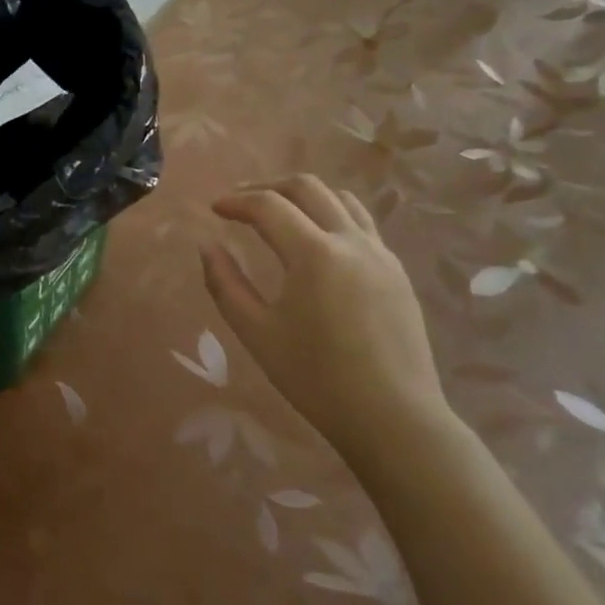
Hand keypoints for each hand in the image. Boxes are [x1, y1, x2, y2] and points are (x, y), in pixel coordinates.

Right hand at [202, 175, 449, 459]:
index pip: (268, 205)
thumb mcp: (257, 333)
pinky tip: (317, 242)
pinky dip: (331, 215)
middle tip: (241, 203)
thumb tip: (207, 246)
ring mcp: (380, 253)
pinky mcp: (397, 271)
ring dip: (303, 196)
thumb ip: (225, 284)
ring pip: (340, 198)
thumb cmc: (316, 379)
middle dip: (268, 186)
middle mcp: (351, 241)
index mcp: (314, 254)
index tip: (214, 209)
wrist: (394, 418)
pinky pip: (361, 223)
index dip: (236, 201)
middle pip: (307, 187)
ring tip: (279, 213)